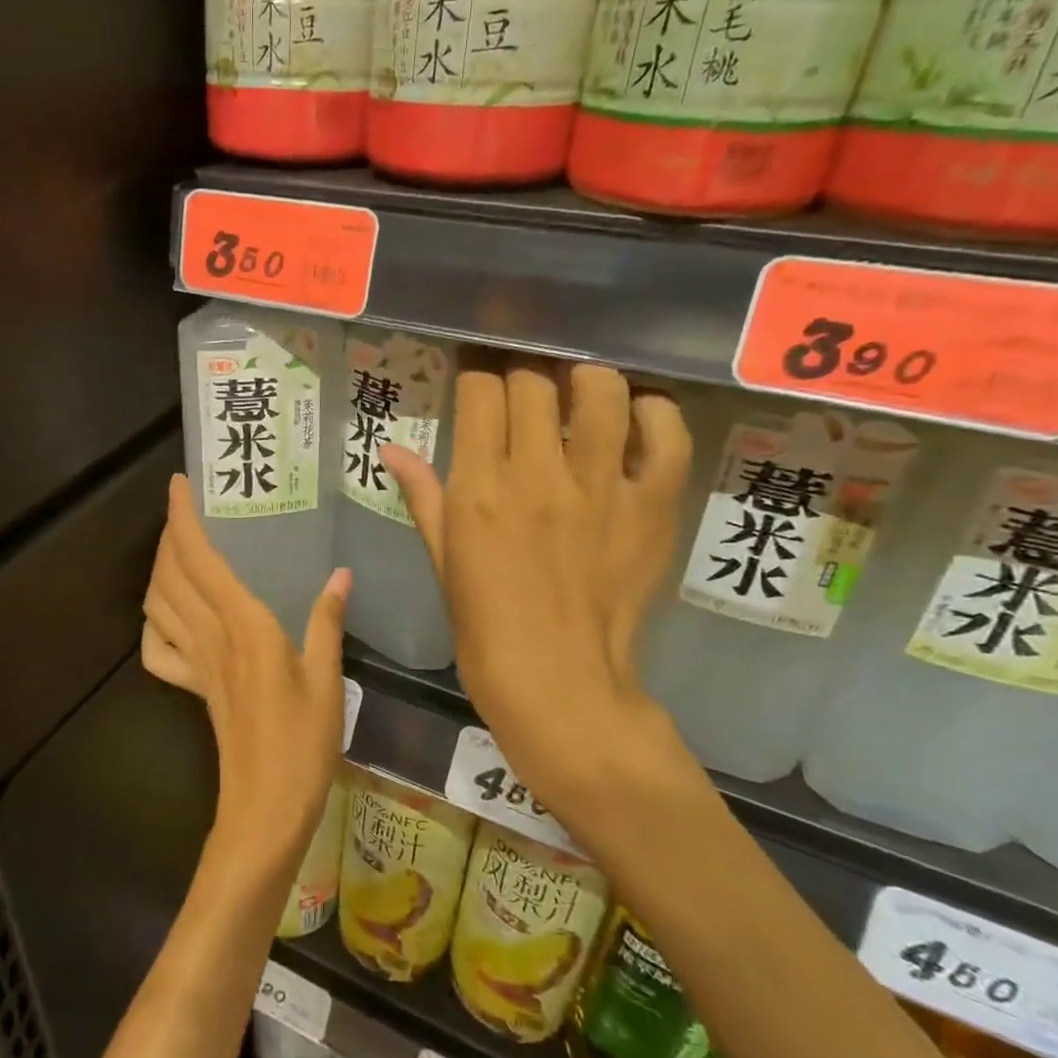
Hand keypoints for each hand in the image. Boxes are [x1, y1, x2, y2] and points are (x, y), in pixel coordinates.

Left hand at [142, 475, 351, 863]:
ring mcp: (195, 665)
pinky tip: (170, 615)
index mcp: (245, 626)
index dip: (184, 519)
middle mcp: (211, 637)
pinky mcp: (193, 688)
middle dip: (169, 535)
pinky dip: (154, 624)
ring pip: (158, 605)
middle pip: (171, 575)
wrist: (266, 808)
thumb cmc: (304, 744)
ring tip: (178, 549)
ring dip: (159, 570)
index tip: (179, 486)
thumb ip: (327, 622)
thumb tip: (340, 573)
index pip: (201, 560)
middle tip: (184, 509)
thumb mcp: (328, 679)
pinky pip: (158, 650)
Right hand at [382, 359, 698, 810]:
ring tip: (579, 387)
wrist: (559, 684)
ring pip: (600, 391)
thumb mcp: (443, 560)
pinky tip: (637, 416)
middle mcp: (538, 475)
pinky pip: (666, 438)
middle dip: (524, 373)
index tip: (478, 379)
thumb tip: (391, 449)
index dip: (477, 374)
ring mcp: (600, 488)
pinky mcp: (651, 507)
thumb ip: (423, 497)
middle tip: (524, 388)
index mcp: (480, 489)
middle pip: (534, 382)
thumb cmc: (486, 628)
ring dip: (586, 377)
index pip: (480, 392)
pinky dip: (655, 415)